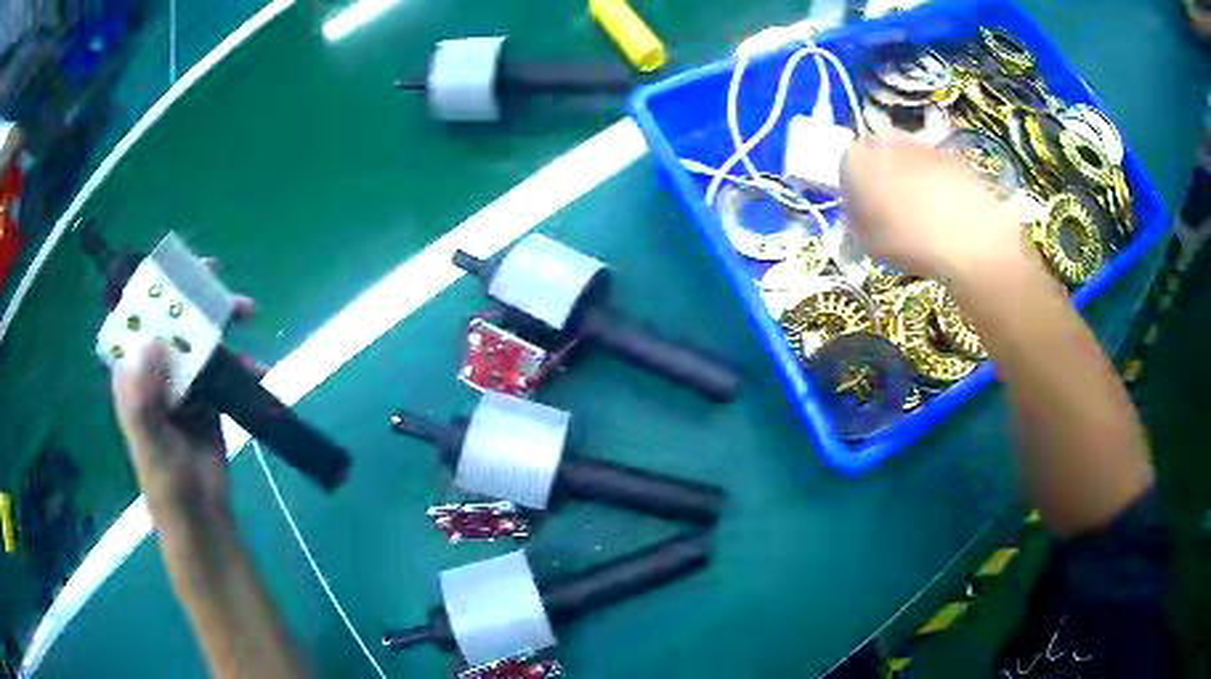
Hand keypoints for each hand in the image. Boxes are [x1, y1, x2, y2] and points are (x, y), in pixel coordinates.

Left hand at [110, 285, 254, 520]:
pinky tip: (257, 368)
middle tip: (216, 278)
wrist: (200, 516)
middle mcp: (155, 373)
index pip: (135, 322)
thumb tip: (150, 341)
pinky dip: (240, 363)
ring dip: (222, 325)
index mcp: (133, 377)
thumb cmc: (165, 482)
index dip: (149, 291)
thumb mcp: (149, 442)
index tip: (171, 270)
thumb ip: (143, 397)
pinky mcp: (207, 399)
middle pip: (171, 323)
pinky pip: (222, 369)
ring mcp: (183, 384)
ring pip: (199, 340)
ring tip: (248, 313)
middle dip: (193, 299)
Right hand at [840, 136, 1034, 285]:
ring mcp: (920, 145)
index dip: (854, 191)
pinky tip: (944, 214)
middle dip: (882, 178)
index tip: (864, 214)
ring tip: (922, 217)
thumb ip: (856, 221)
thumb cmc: (908, 241)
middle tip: (891, 213)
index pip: (845, 168)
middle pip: (876, 157)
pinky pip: (933, 169)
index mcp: (855, 159)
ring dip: (909, 180)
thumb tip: (859, 213)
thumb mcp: (866, 243)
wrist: (969, 238)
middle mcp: (884, 142)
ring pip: (906, 161)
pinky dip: (935, 185)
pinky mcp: (949, 154)